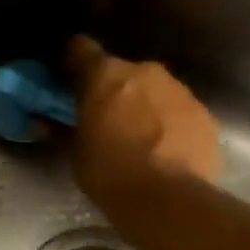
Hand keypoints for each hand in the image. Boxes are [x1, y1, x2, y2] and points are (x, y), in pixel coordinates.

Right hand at [65, 34, 221, 206]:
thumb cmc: (110, 174)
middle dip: (113, 91)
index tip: (66, 83)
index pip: (80, 49)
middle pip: (122, 72)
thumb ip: (63, 131)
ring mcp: (179, 90)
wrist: (167, 200)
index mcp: (106, 75)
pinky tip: (164, 152)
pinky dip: (169, 125)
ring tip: (138, 141)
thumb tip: (45, 123)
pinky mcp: (204, 114)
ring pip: (154, 90)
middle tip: (104, 121)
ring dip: (143, 107)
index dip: (71, 64)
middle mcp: (145, 71)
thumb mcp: (76, 155)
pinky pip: (178, 112)